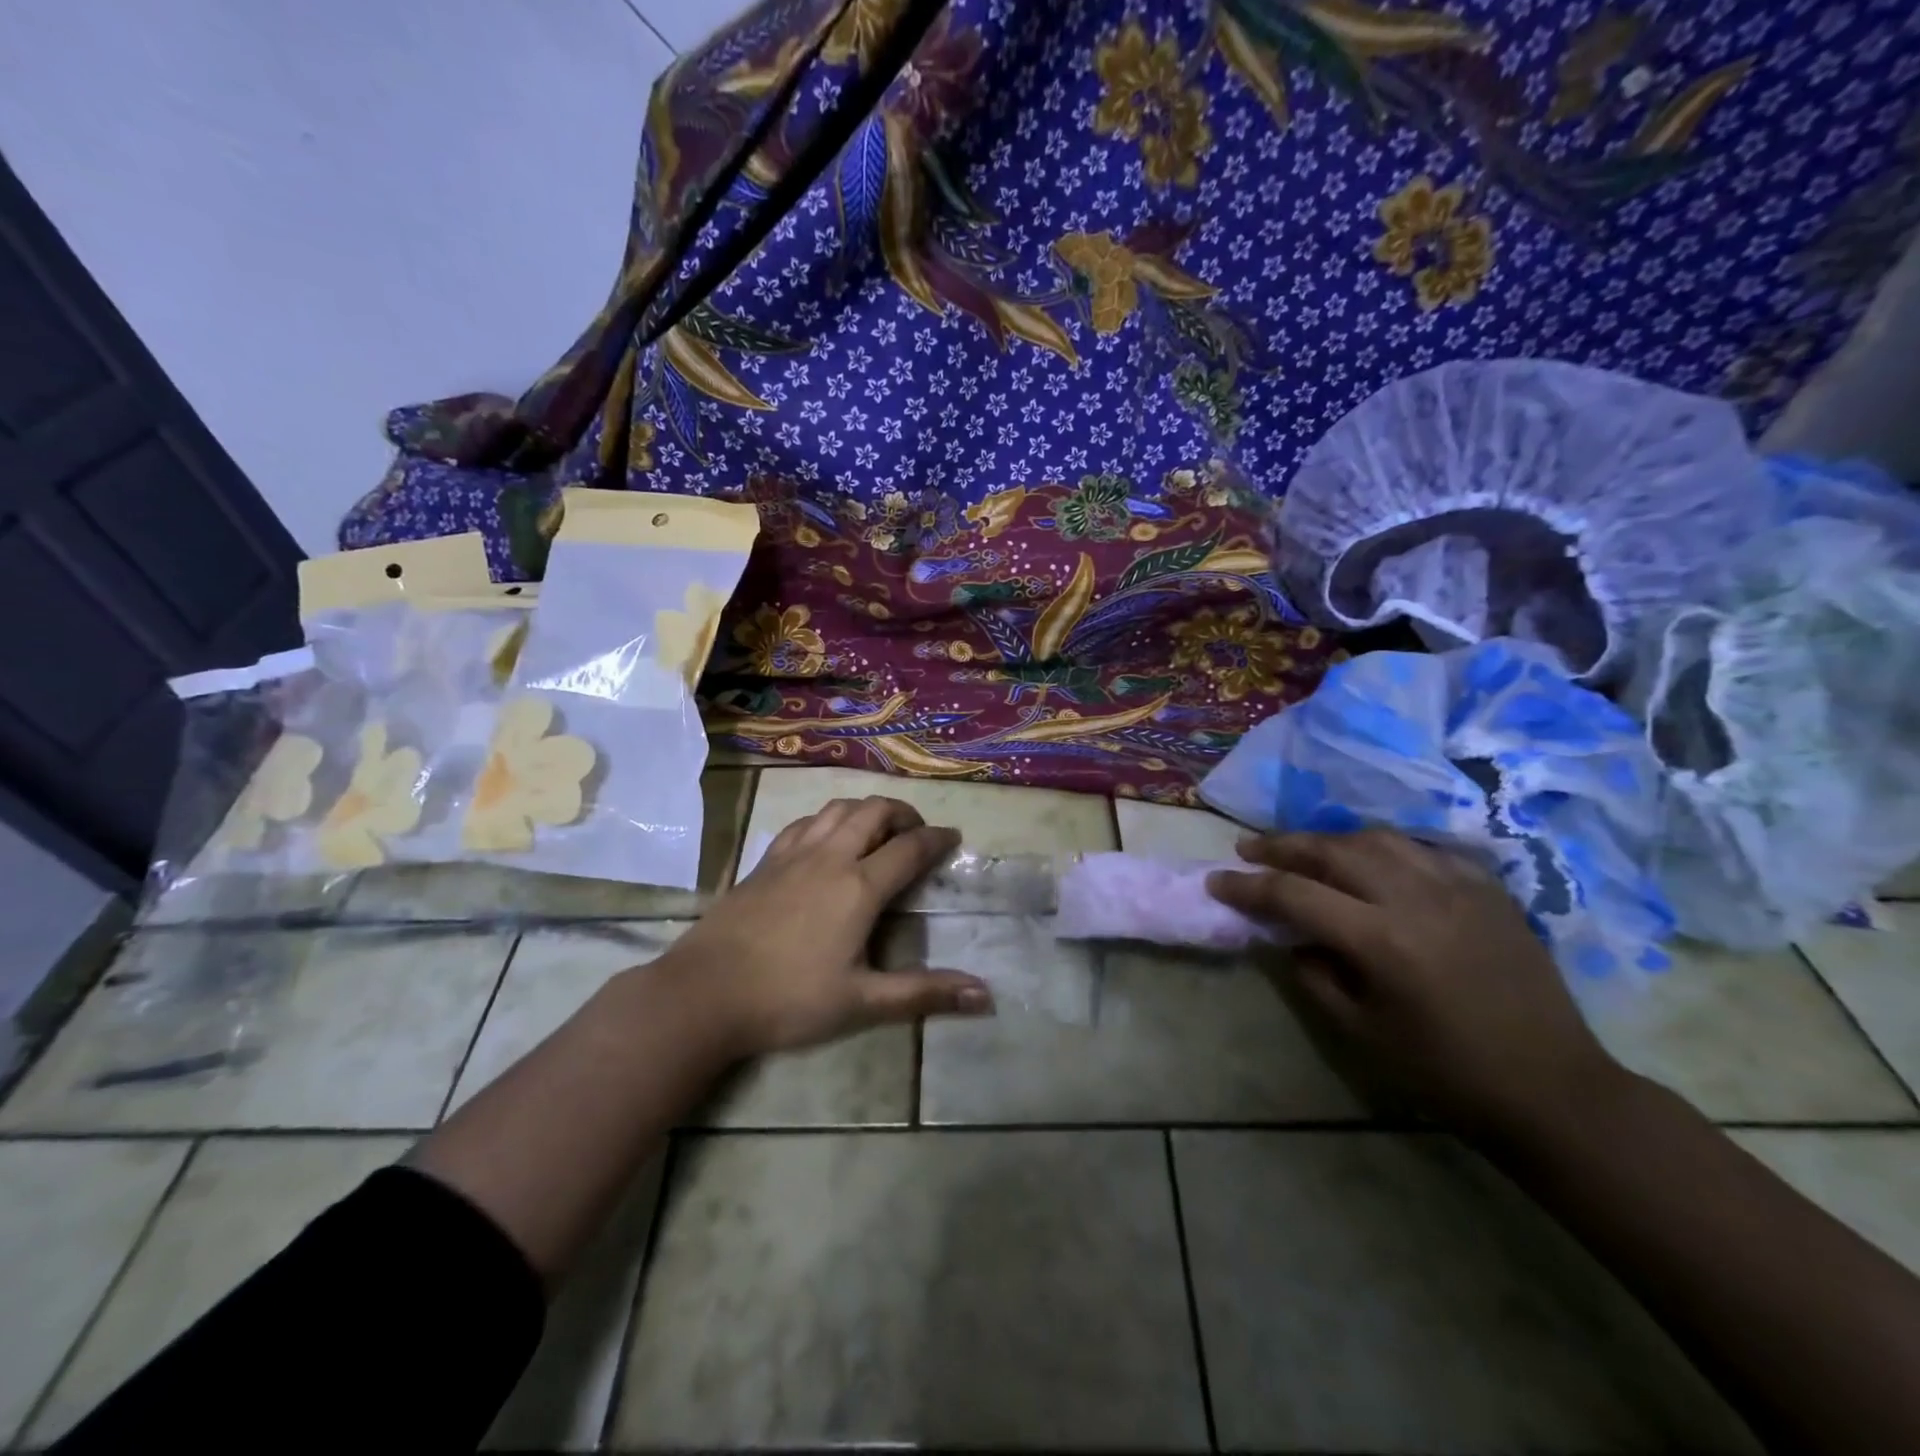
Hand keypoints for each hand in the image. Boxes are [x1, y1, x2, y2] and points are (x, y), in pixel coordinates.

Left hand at [660, 796, 992, 1058]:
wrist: (704, 993)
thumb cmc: (789, 1000)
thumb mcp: (863, 1002)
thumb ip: (925, 994)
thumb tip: (986, 995)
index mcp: (859, 886)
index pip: (909, 848)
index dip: (937, 839)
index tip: (954, 839)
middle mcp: (830, 857)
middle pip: (874, 811)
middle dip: (903, 813)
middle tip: (917, 833)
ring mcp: (792, 854)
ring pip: (837, 808)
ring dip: (865, 810)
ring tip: (877, 830)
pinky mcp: (764, 861)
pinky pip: (804, 823)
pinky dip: (827, 820)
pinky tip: (826, 840)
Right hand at [1207, 829, 1625, 1141]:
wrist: (1552, 1088)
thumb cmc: (1445, 1071)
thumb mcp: (1360, 1032)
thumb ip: (1314, 975)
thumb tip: (1290, 937)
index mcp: (1381, 940)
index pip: (1294, 894)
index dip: (1248, 886)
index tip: (1217, 882)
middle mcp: (1416, 898)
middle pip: (1332, 850)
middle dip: (1282, 846)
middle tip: (1249, 848)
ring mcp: (1457, 887)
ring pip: (1377, 839)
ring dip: (1331, 840)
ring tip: (1305, 849)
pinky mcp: (1488, 889)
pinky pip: (1424, 849)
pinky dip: (1385, 849)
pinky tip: (1372, 861)